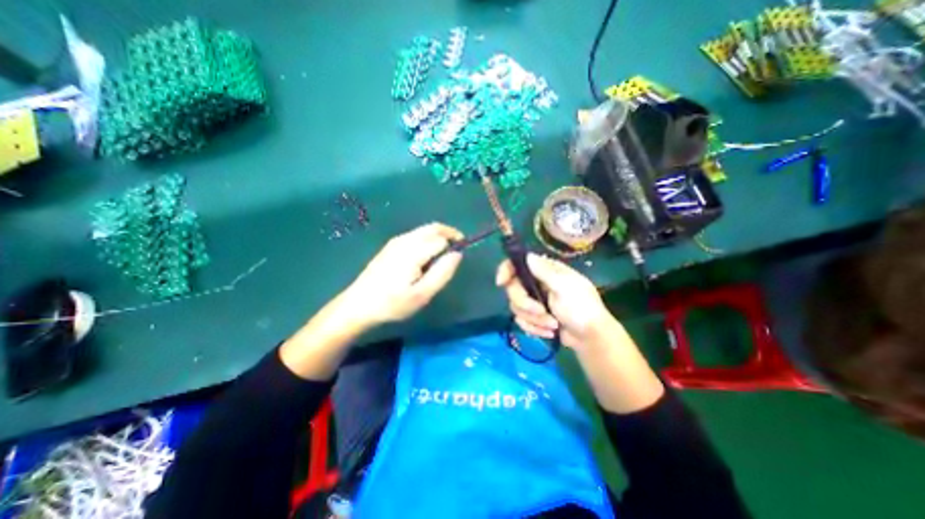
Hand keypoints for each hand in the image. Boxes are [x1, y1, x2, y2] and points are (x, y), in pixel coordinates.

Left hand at [342, 223, 466, 326]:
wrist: (358, 305)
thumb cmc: (392, 303)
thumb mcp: (422, 294)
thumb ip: (443, 272)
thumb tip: (458, 254)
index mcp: (413, 251)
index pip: (442, 238)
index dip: (454, 245)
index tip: (459, 258)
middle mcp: (405, 240)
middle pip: (433, 228)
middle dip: (449, 233)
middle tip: (458, 248)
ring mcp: (396, 241)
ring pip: (424, 230)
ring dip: (438, 236)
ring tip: (444, 254)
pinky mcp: (390, 246)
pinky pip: (415, 235)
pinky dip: (427, 239)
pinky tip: (426, 256)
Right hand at [495, 254, 616, 349]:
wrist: (590, 338)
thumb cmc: (582, 308)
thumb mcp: (565, 287)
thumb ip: (544, 272)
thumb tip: (528, 256)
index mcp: (544, 271)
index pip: (517, 264)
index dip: (506, 270)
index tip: (501, 282)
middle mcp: (535, 283)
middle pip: (512, 289)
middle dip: (525, 304)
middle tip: (541, 311)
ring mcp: (534, 301)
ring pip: (516, 307)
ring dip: (534, 320)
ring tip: (553, 325)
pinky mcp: (533, 317)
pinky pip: (521, 321)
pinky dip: (535, 329)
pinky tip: (550, 332)